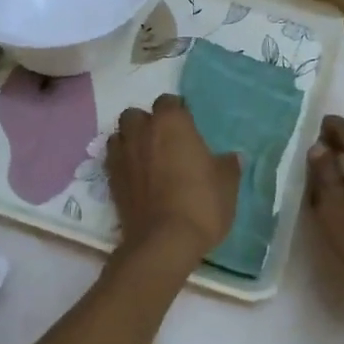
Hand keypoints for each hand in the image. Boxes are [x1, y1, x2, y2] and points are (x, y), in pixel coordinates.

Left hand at [106, 94, 241, 264]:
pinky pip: (113, 159)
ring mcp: (122, 154)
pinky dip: (122, 162)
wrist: (164, 242)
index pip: (169, 102)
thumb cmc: (201, 204)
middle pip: (137, 114)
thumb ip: (228, 165)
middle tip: (164, 142)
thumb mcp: (226, 184)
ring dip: (130, 140)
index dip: (178, 112)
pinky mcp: (110, 179)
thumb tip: (233, 157)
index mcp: (172, 122)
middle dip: (147, 123)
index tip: (188, 128)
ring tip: (146, 158)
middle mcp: (142, 131)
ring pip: (120, 134)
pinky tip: (136, 177)